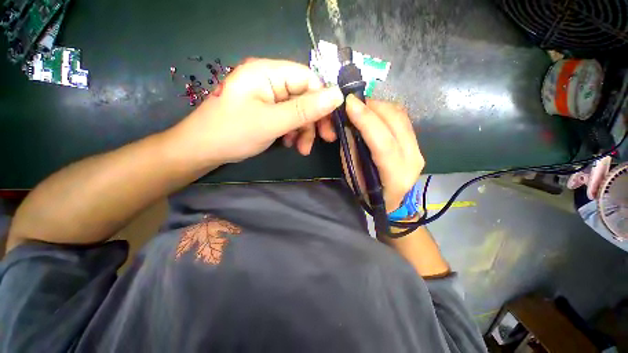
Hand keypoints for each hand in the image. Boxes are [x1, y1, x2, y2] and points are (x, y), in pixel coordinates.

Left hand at [173, 59, 343, 165]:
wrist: (202, 150)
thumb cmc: (233, 132)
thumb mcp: (272, 122)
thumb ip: (305, 110)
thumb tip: (337, 96)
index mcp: (267, 72)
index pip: (307, 78)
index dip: (322, 100)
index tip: (330, 123)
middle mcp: (269, 81)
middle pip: (304, 97)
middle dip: (314, 120)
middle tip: (325, 140)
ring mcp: (268, 98)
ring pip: (298, 111)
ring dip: (304, 131)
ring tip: (302, 149)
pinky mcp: (266, 112)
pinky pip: (288, 119)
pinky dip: (293, 133)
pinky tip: (290, 144)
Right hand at [342, 95, 423, 212]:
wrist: (390, 201)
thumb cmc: (367, 193)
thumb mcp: (353, 173)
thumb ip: (352, 148)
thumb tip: (350, 122)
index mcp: (395, 177)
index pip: (384, 143)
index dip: (366, 121)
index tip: (349, 103)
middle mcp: (412, 161)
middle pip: (396, 123)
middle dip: (372, 107)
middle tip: (352, 103)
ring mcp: (418, 150)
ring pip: (401, 116)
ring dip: (378, 106)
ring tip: (361, 107)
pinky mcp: (416, 143)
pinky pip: (401, 119)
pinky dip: (385, 111)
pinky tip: (372, 113)